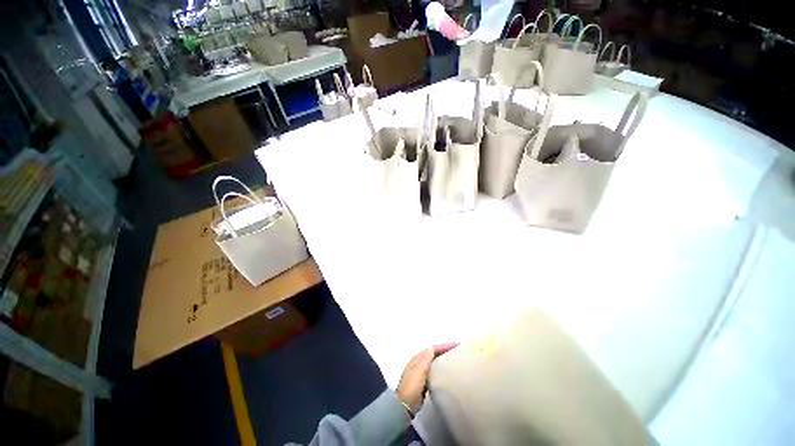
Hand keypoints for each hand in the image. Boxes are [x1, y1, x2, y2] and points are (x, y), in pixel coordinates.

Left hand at [396, 343, 457, 413]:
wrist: (405, 405)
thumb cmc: (412, 386)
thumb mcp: (419, 370)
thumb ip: (425, 358)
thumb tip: (432, 347)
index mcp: (418, 359)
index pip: (432, 349)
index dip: (443, 346)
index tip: (455, 345)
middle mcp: (419, 364)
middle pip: (433, 354)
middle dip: (443, 350)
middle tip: (456, 350)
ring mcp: (421, 373)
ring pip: (434, 362)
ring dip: (442, 358)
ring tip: (453, 359)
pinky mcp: (424, 383)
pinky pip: (434, 371)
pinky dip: (440, 368)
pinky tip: (446, 372)